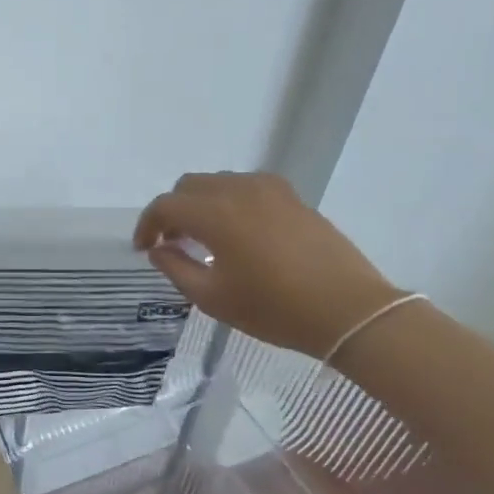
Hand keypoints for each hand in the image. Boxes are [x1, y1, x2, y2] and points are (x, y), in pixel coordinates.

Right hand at [134, 171, 402, 357]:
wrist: (349, 310)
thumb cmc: (275, 309)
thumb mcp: (213, 298)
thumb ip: (176, 268)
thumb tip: (159, 249)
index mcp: (216, 214)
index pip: (165, 206)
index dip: (147, 225)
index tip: (144, 249)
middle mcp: (239, 190)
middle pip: (189, 186)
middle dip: (173, 211)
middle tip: (172, 243)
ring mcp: (269, 189)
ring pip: (218, 182)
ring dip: (200, 204)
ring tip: (203, 238)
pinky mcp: (292, 196)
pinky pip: (246, 187)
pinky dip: (229, 201)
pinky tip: (237, 232)